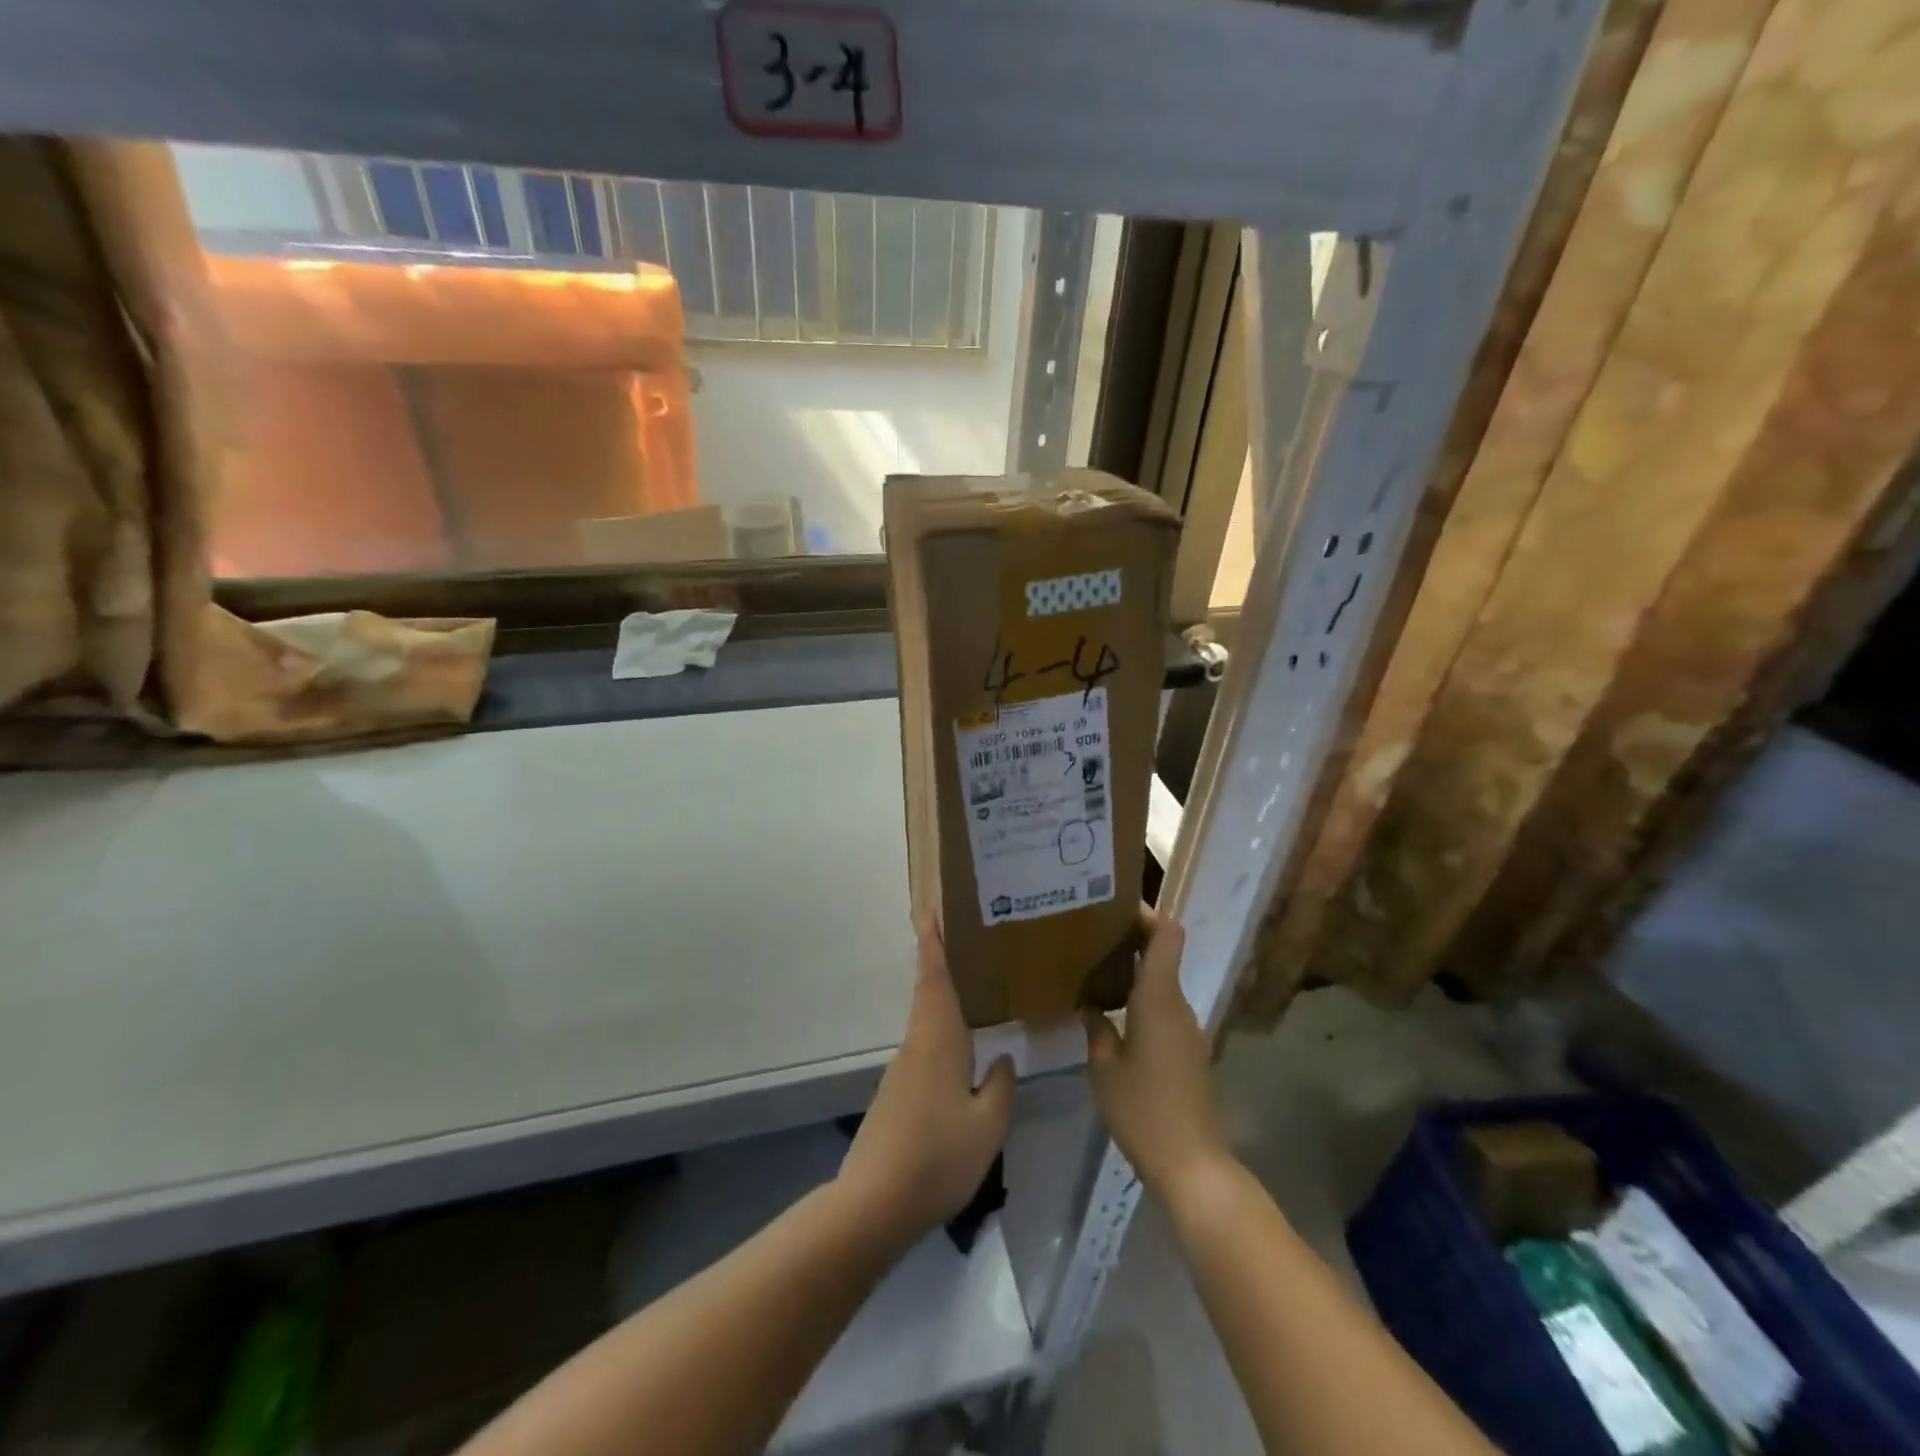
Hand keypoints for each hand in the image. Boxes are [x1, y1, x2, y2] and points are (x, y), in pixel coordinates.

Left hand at [838, 926, 1015, 1241]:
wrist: (875, 1203)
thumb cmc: (938, 1156)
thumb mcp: (987, 1124)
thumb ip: (999, 1086)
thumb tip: (1001, 1057)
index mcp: (938, 1041)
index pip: (935, 981)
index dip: (933, 946)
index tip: (929, 914)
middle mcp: (915, 1047)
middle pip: (928, 997)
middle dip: (940, 967)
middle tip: (964, 945)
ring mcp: (901, 1073)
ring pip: (926, 1026)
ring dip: (942, 1003)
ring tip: (972, 996)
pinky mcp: (895, 1097)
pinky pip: (923, 1052)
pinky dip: (940, 1038)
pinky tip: (959, 1058)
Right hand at [1084, 909, 1229, 1195]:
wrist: (1191, 1163)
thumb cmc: (1143, 1110)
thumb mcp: (1104, 1068)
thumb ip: (1097, 1029)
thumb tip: (1091, 1006)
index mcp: (1159, 998)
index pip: (1168, 935)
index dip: (1148, 915)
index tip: (1115, 911)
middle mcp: (1179, 1005)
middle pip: (1162, 955)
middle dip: (1130, 943)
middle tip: (1090, 941)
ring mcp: (1188, 1029)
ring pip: (1161, 984)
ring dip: (1134, 975)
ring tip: (1095, 978)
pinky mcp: (1189, 1051)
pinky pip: (1164, 1010)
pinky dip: (1141, 1002)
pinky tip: (1114, 1019)